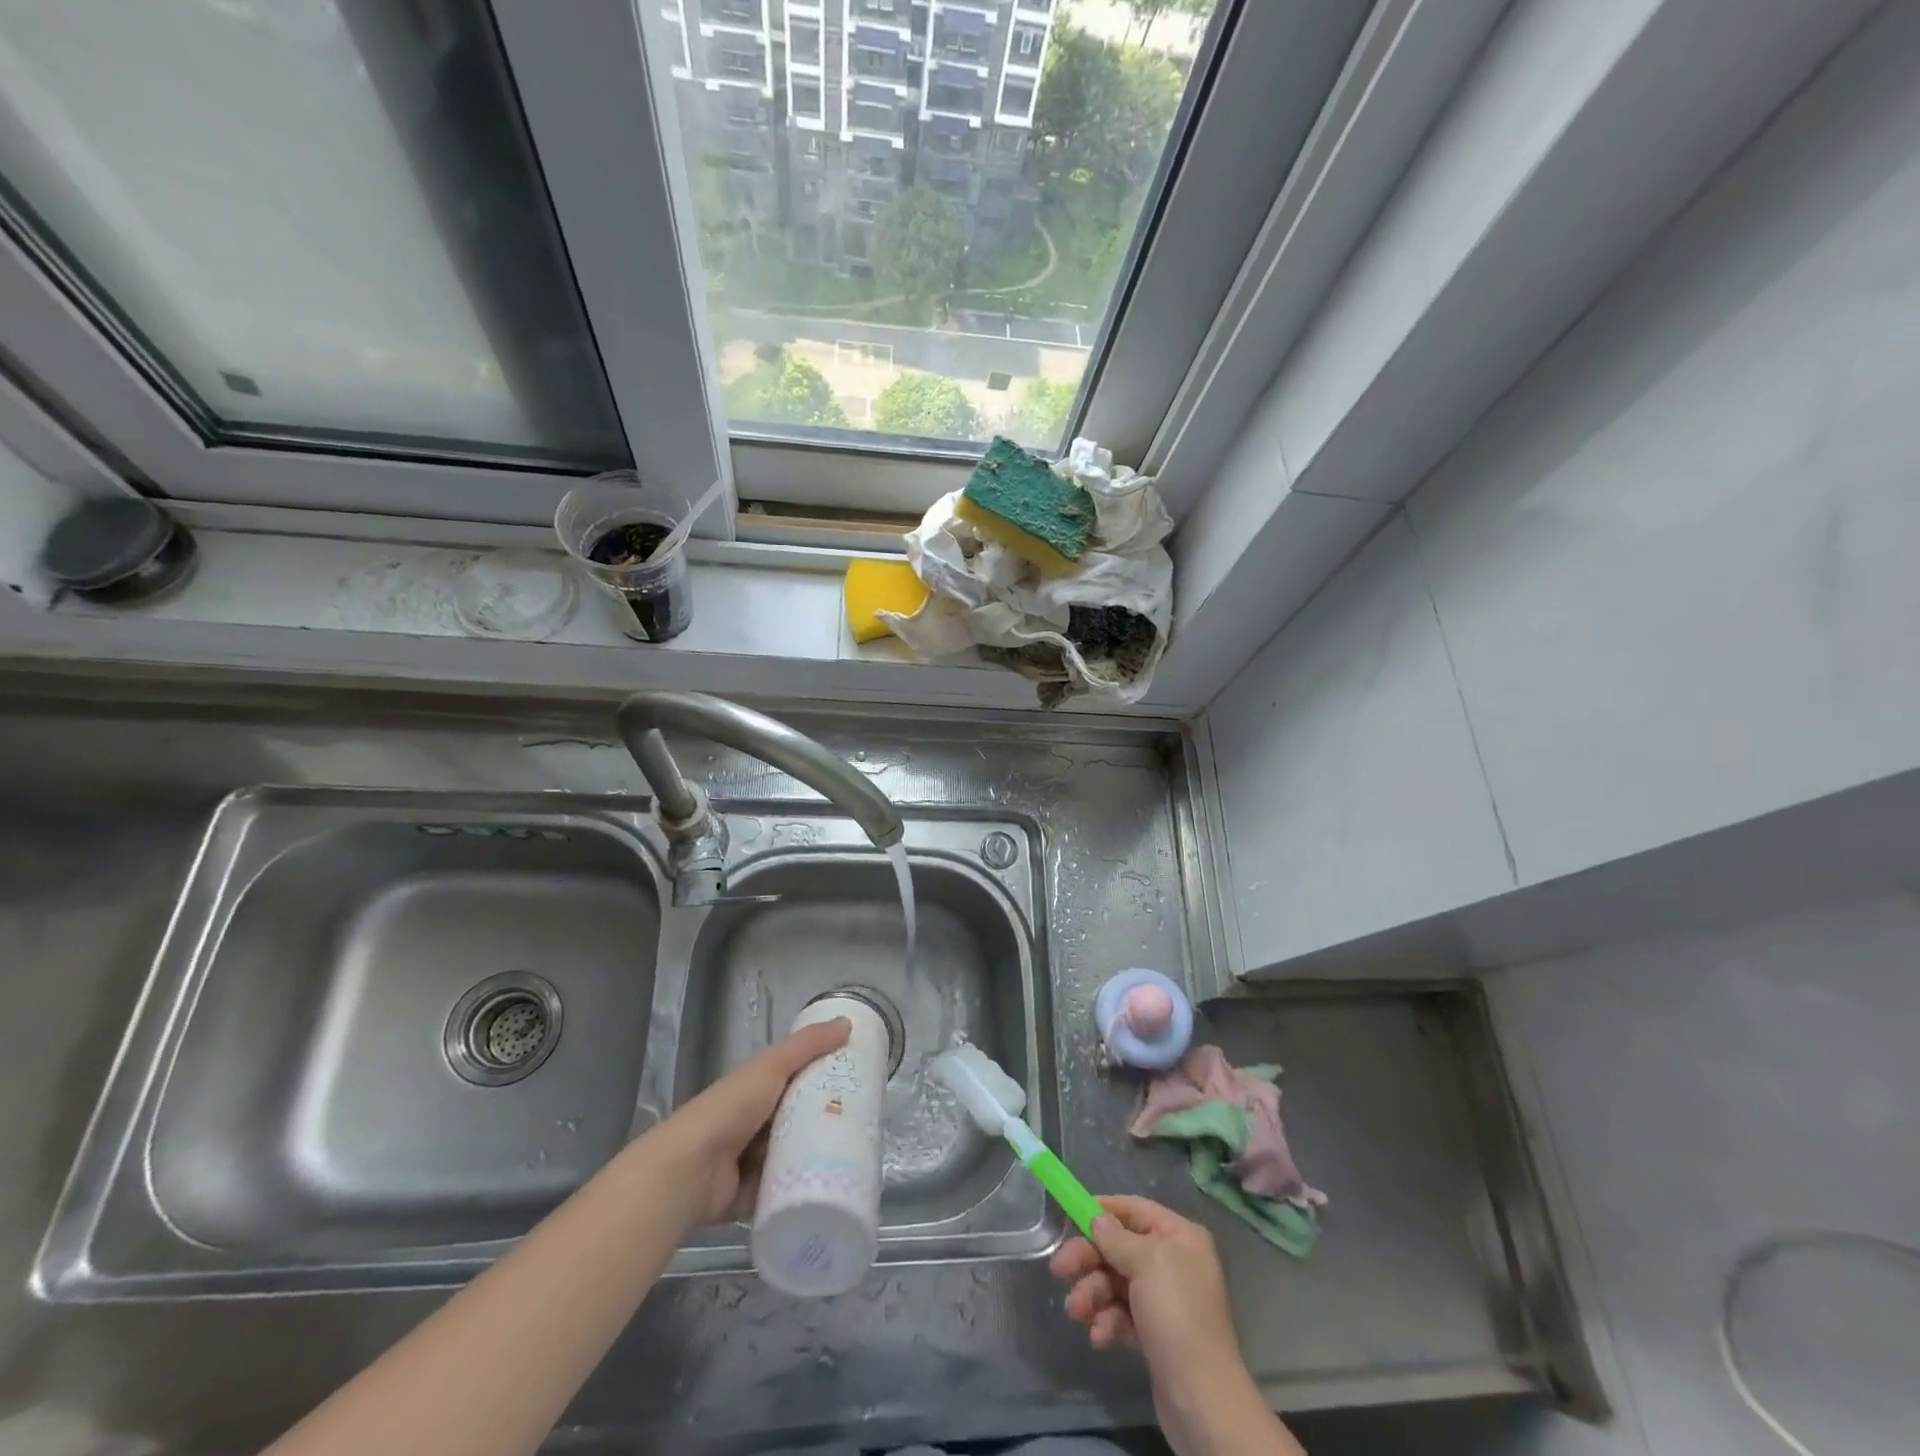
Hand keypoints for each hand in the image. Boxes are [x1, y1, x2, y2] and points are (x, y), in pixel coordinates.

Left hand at [650, 1018, 849, 1227]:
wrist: (691, 1171)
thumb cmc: (731, 1109)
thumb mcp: (771, 1067)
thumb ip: (807, 1045)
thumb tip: (847, 1022)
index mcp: (757, 1087)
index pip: (797, 1077)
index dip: (825, 1075)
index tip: (859, 1081)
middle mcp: (755, 1121)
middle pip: (799, 1116)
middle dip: (827, 1118)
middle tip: (865, 1122)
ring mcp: (753, 1159)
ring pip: (795, 1153)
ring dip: (817, 1154)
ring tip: (857, 1154)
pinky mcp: (754, 1194)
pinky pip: (785, 1188)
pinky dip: (802, 1188)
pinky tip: (833, 1186)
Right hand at [1051, 1195, 1238, 1368]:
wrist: (1201, 1399)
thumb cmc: (1176, 1314)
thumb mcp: (1145, 1263)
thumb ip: (1116, 1238)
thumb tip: (1098, 1219)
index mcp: (1179, 1237)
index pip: (1135, 1210)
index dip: (1103, 1210)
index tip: (1071, 1215)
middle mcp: (1173, 1262)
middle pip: (1120, 1248)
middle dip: (1089, 1259)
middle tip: (1059, 1270)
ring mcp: (1164, 1300)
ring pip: (1116, 1282)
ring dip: (1093, 1293)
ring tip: (1078, 1311)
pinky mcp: (1155, 1333)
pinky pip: (1123, 1314)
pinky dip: (1107, 1321)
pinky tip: (1100, 1336)